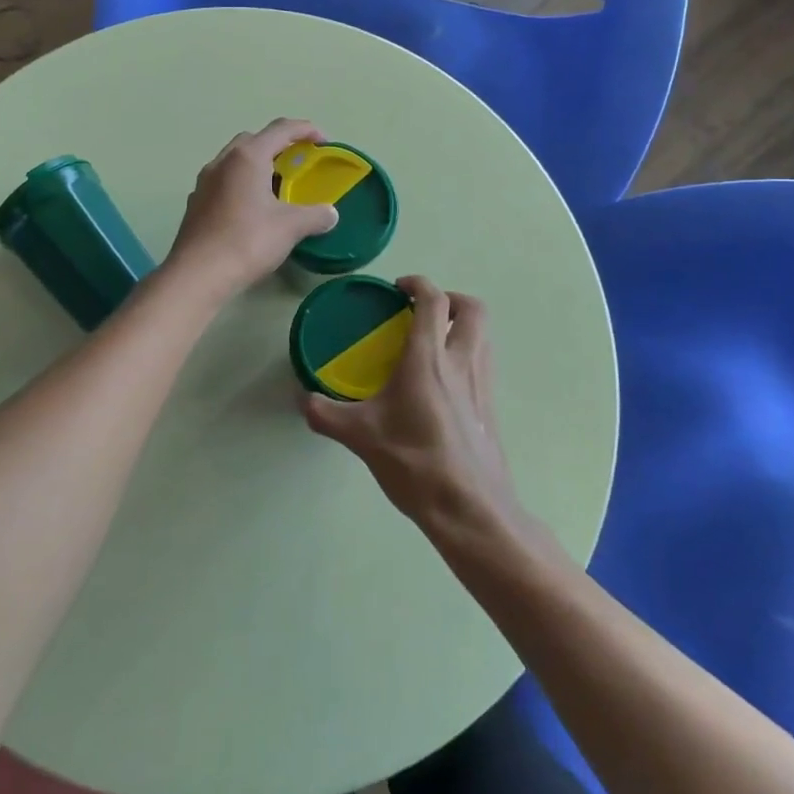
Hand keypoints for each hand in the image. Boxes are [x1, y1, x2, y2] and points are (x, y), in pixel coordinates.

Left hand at [166, 119, 339, 301]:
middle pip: (253, 140)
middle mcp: (222, 162)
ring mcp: (204, 182)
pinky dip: (240, 184)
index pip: (280, 129)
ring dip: (256, 165)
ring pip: (234, 161)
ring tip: (275, 187)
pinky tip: (250, 209)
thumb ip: (315, 215)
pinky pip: (222, 182)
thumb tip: (331, 213)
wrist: (197, 274)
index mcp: (247, 158)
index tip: (323, 141)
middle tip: (297, 163)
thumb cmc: (247, 241)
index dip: (305, 129)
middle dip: (277, 145)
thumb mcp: (290, 227)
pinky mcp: (195, 203)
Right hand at [303, 277, 520, 538]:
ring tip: (434, 340)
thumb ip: (326, 414)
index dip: (417, 284)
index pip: (433, 300)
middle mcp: (462, 362)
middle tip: (423, 311)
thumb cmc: (414, 462)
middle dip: (450, 299)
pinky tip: (443, 382)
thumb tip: (303, 400)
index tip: (398, 288)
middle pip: (473, 309)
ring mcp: (482, 385)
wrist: (469, 509)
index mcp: (429, 358)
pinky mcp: (491, 408)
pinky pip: (484, 363)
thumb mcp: (360, 436)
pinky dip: (467, 354)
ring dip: (462, 325)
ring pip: (484, 335)